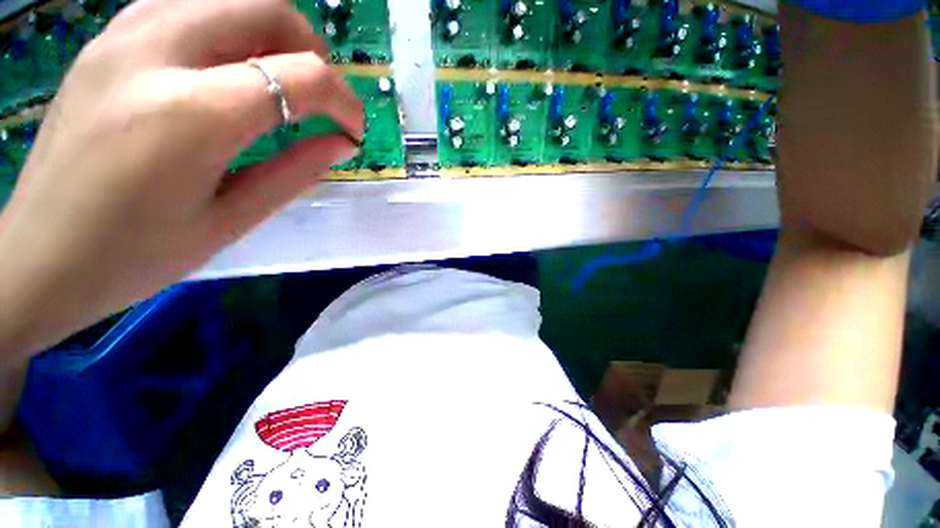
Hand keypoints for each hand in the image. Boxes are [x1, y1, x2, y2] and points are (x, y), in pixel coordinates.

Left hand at [0, 0, 363, 357]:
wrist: (39, 256)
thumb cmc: (137, 254)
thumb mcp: (233, 219)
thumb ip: (296, 171)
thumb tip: (342, 142)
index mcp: (193, 114)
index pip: (302, 75)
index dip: (344, 101)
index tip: (353, 130)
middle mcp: (156, 52)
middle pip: (268, 10)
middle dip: (312, 52)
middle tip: (319, 101)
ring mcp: (124, 35)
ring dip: (271, 37)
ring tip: (278, 87)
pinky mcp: (108, 38)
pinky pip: (189, 6)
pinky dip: (227, 30)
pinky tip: (227, 73)